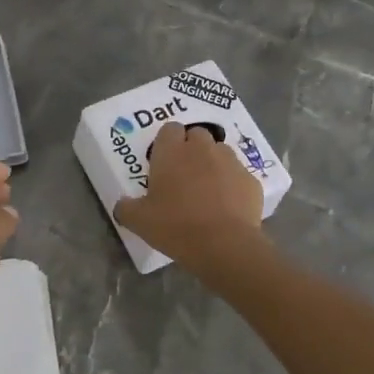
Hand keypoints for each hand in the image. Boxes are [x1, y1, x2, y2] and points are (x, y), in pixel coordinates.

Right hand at [113, 123, 265, 276]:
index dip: (167, 141)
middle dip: (192, 148)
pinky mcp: (251, 180)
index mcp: (171, 152)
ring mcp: (230, 162)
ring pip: (221, 152)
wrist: (224, 245)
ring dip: (214, 163)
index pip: (169, 128)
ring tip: (208, 189)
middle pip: (197, 134)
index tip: (164, 160)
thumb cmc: (175, 226)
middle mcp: (202, 149)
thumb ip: (126, 208)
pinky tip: (228, 206)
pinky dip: (233, 185)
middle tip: (184, 174)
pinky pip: (239, 176)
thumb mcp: (139, 221)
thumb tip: (122, 204)